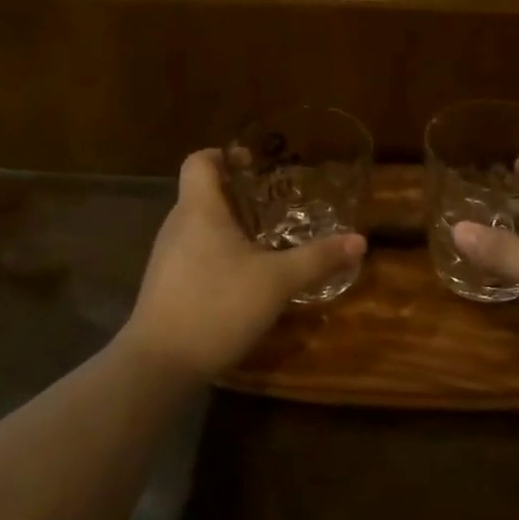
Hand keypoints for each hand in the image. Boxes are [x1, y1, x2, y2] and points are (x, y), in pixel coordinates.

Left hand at [119, 149, 366, 380]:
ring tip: (265, 239)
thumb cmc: (217, 305)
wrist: (160, 364)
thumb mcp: (277, 282)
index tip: (255, 164)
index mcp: (199, 209)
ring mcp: (166, 257)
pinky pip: (193, 253)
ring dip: (229, 226)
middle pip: (203, 193)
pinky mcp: (165, 285)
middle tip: (275, 203)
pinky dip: (217, 254)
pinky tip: (243, 277)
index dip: (224, 154)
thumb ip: (317, 258)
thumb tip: (359, 240)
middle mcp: (177, 225)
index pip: (199, 161)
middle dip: (238, 194)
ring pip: (198, 226)